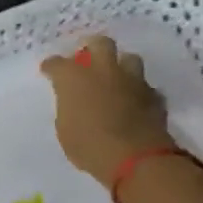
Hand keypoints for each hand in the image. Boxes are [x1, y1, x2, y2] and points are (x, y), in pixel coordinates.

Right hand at [40, 35, 178, 185]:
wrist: (135, 158)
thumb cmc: (89, 146)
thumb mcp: (65, 130)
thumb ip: (69, 109)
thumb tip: (75, 104)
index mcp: (74, 78)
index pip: (57, 63)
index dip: (51, 67)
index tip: (49, 71)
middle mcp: (104, 70)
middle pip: (100, 44)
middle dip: (92, 48)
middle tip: (87, 59)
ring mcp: (132, 80)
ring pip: (129, 59)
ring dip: (121, 66)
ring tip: (116, 78)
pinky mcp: (153, 95)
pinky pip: (145, 86)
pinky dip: (139, 92)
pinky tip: (135, 103)